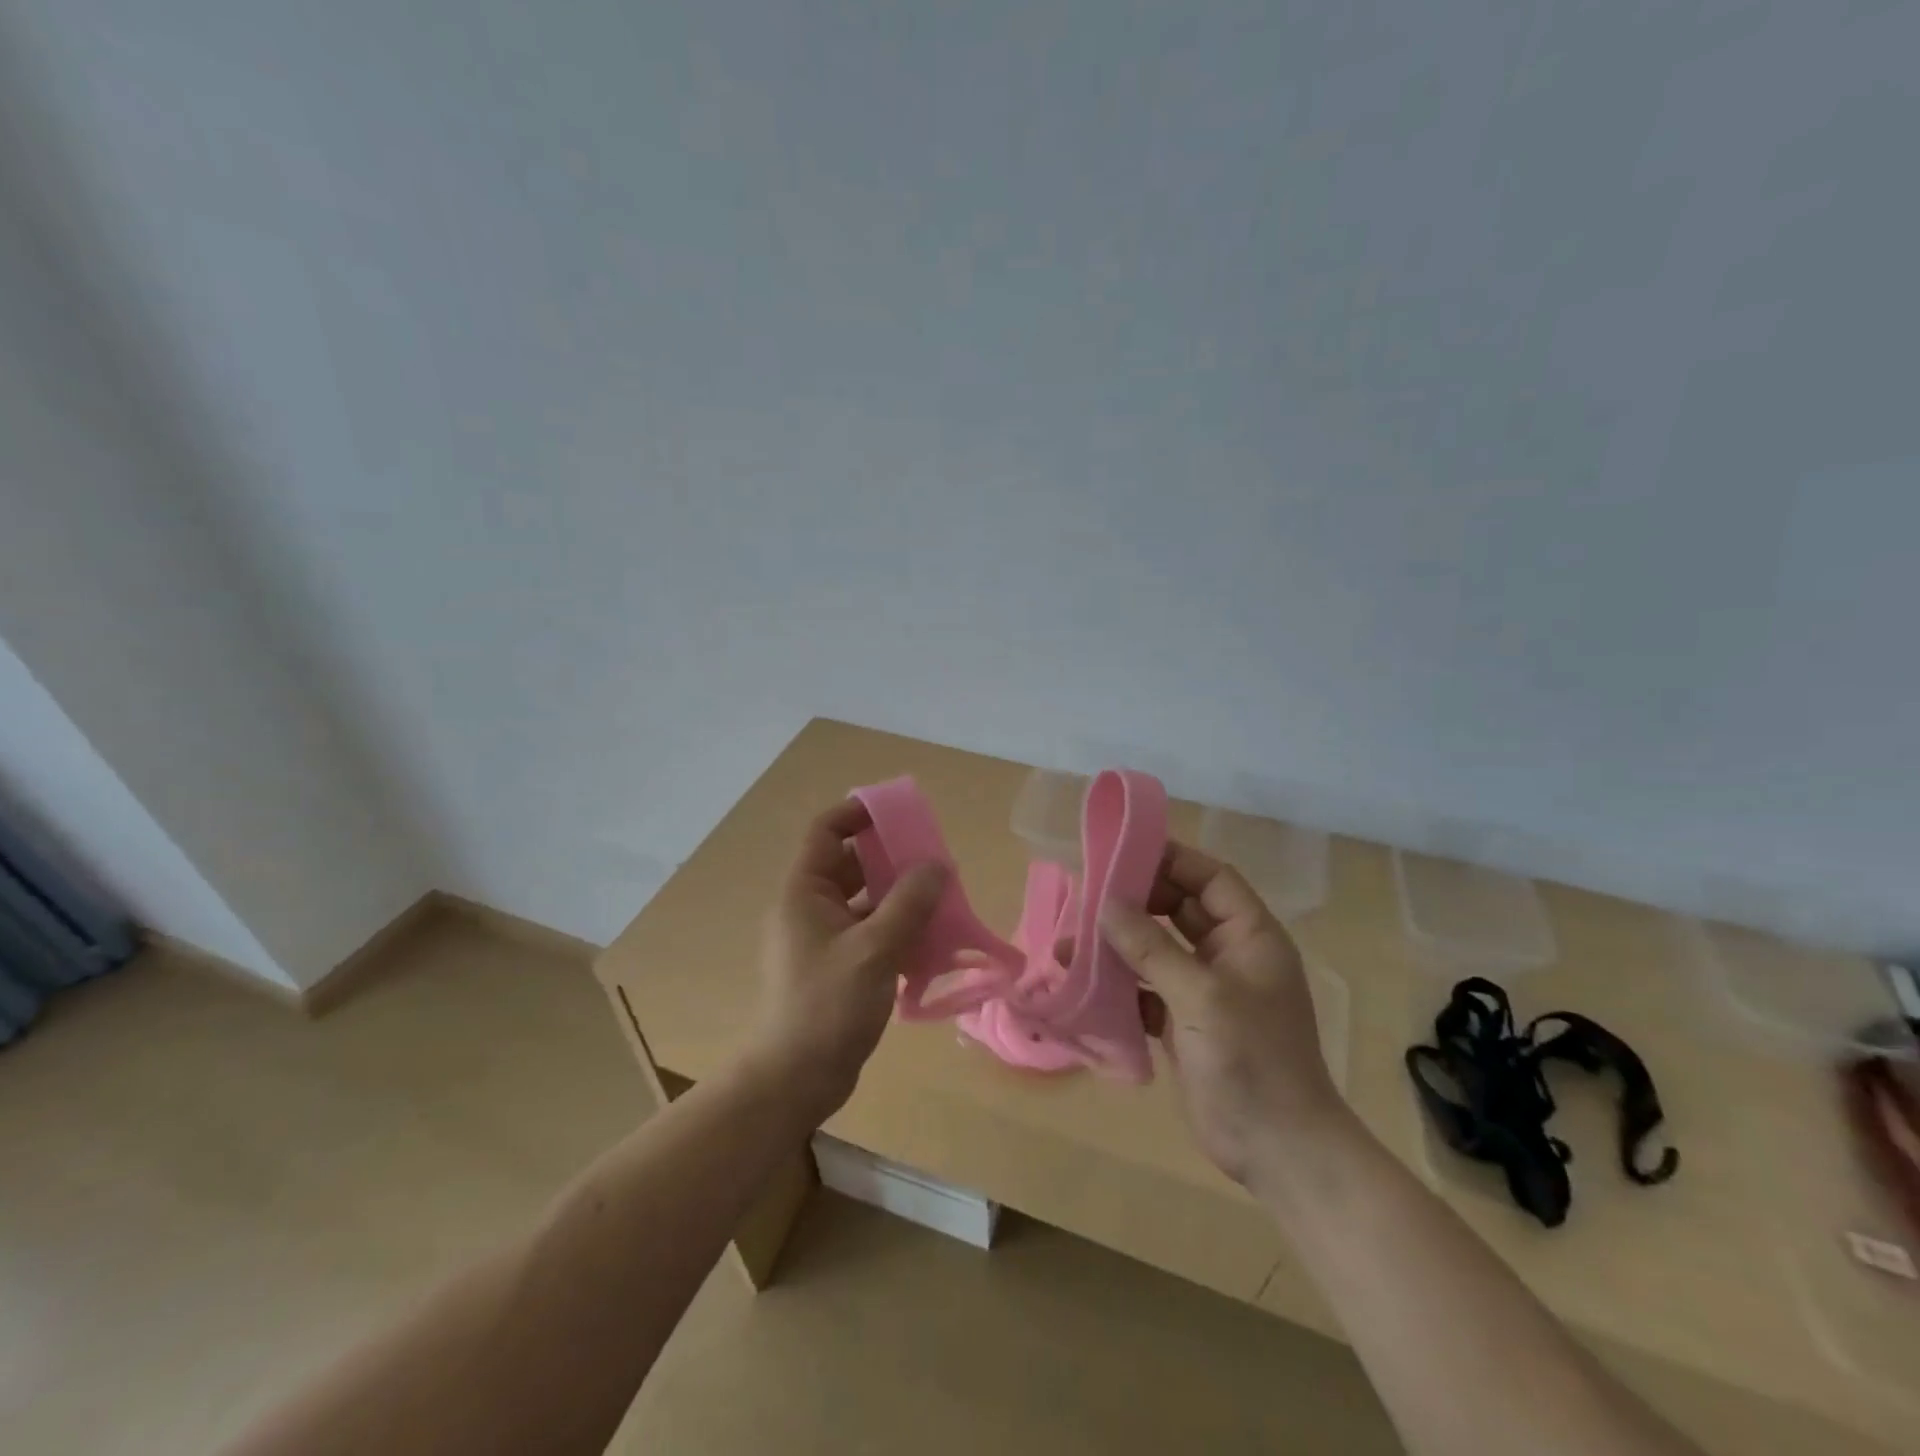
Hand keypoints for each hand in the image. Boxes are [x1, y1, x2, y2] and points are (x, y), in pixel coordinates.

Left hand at [748, 799, 946, 1115]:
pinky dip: (897, 932)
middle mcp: (810, 908)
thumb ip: (909, 904)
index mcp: (804, 892)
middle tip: (935, 862)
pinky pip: (870, 934)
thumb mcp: (874, 949)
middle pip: (851, 865)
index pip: (826, 831)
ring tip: (942, 901)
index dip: (858, 813)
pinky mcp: (837, 968)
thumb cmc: (827, 1006)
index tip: (900, 813)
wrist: (794, 1081)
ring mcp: (822, 940)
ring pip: (865, 902)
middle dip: (892, 859)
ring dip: (900, 899)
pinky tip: (930, 943)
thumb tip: (937, 865)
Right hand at [1101, 842, 1338, 1185]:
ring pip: (1157, 949)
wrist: (1279, 1151)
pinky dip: (1120, 984)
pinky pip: (1147, 988)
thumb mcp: (1202, 997)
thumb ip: (1152, 947)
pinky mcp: (1185, 1023)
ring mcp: (1205, 990)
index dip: (1171, 860)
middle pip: (1179, 909)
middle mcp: (1228, 955)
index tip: (1122, 853)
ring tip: (1072, 943)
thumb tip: (1105, 904)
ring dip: (1119, 945)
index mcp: (1250, 937)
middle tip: (1087, 896)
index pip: (1210, 878)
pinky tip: (1085, 985)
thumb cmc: (1252, 1061)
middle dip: (1135, 901)